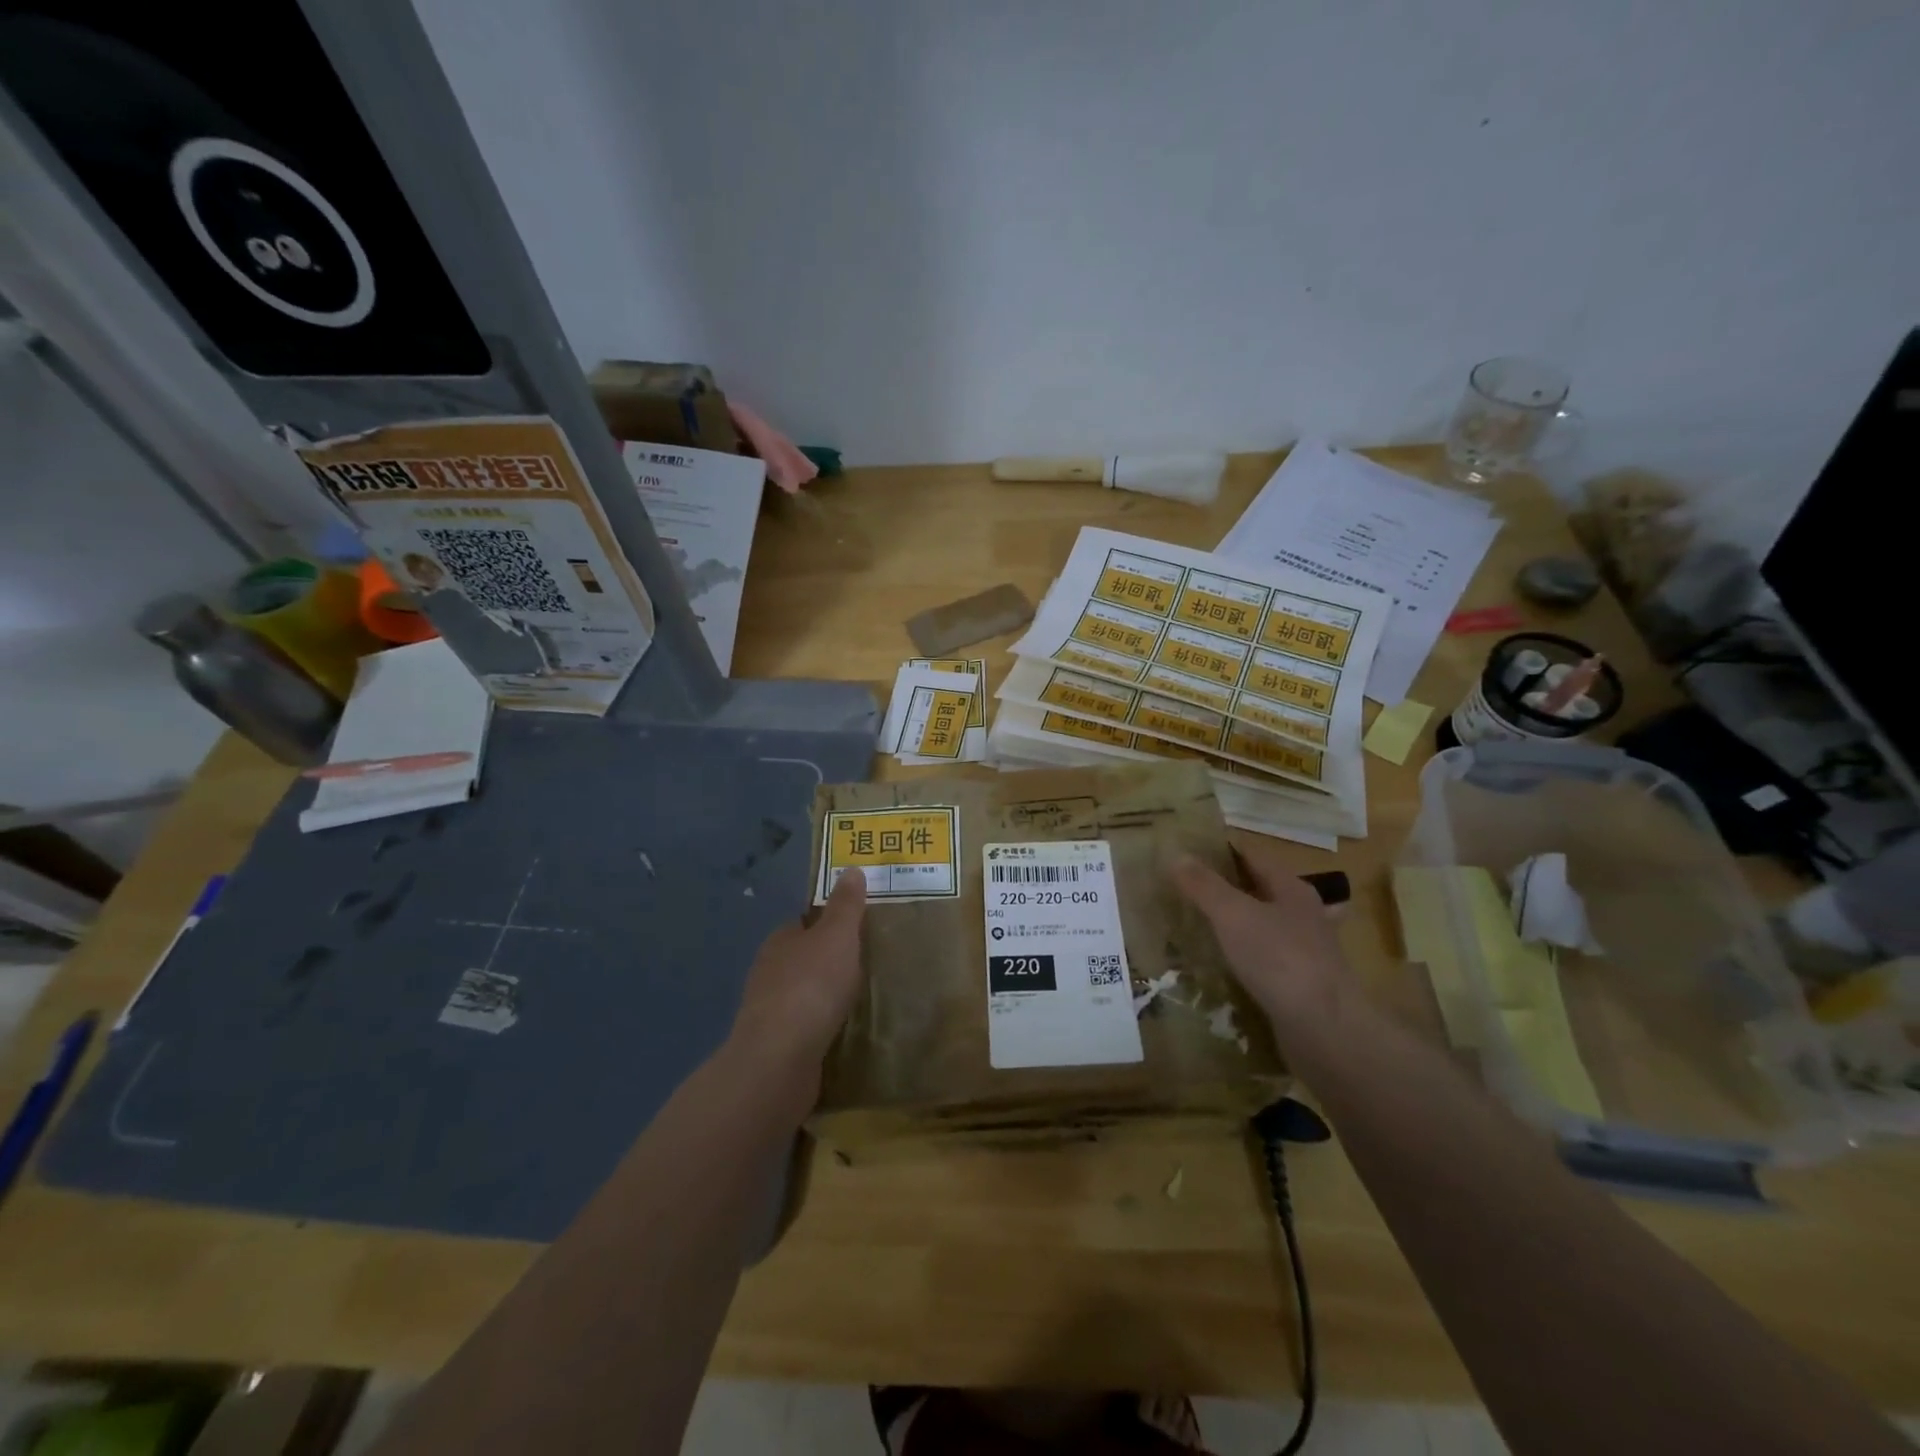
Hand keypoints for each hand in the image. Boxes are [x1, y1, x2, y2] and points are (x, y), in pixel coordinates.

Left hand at [726, 869, 866, 1097]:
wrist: (780, 1059)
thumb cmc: (811, 986)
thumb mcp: (837, 936)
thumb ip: (846, 906)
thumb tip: (850, 869)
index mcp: (781, 941)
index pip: (805, 924)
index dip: (829, 924)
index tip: (858, 930)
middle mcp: (769, 972)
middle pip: (803, 958)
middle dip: (829, 962)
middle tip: (868, 965)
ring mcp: (770, 1012)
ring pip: (803, 995)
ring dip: (825, 997)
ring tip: (861, 1000)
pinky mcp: (776, 1047)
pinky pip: (805, 1028)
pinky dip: (822, 1027)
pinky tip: (843, 1032)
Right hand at [1171, 840, 1356, 1042]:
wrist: (1325, 1029)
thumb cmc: (1279, 959)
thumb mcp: (1233, 914)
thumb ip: (1204, 885)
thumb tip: (1177, 855)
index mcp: (1292, 889)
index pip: (1252, 856)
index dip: (1221, 851)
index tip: (1188, 853)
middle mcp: (1304, 915)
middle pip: (1259, 891)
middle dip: (1226, 889)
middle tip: (1185, 890)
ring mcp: (1306, 952)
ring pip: (1262, 927)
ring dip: (1235, 926)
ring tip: (1198, 927)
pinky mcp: (1300, 985)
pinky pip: (1264, 961)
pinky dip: (1243, 958)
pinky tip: (1222, 966)